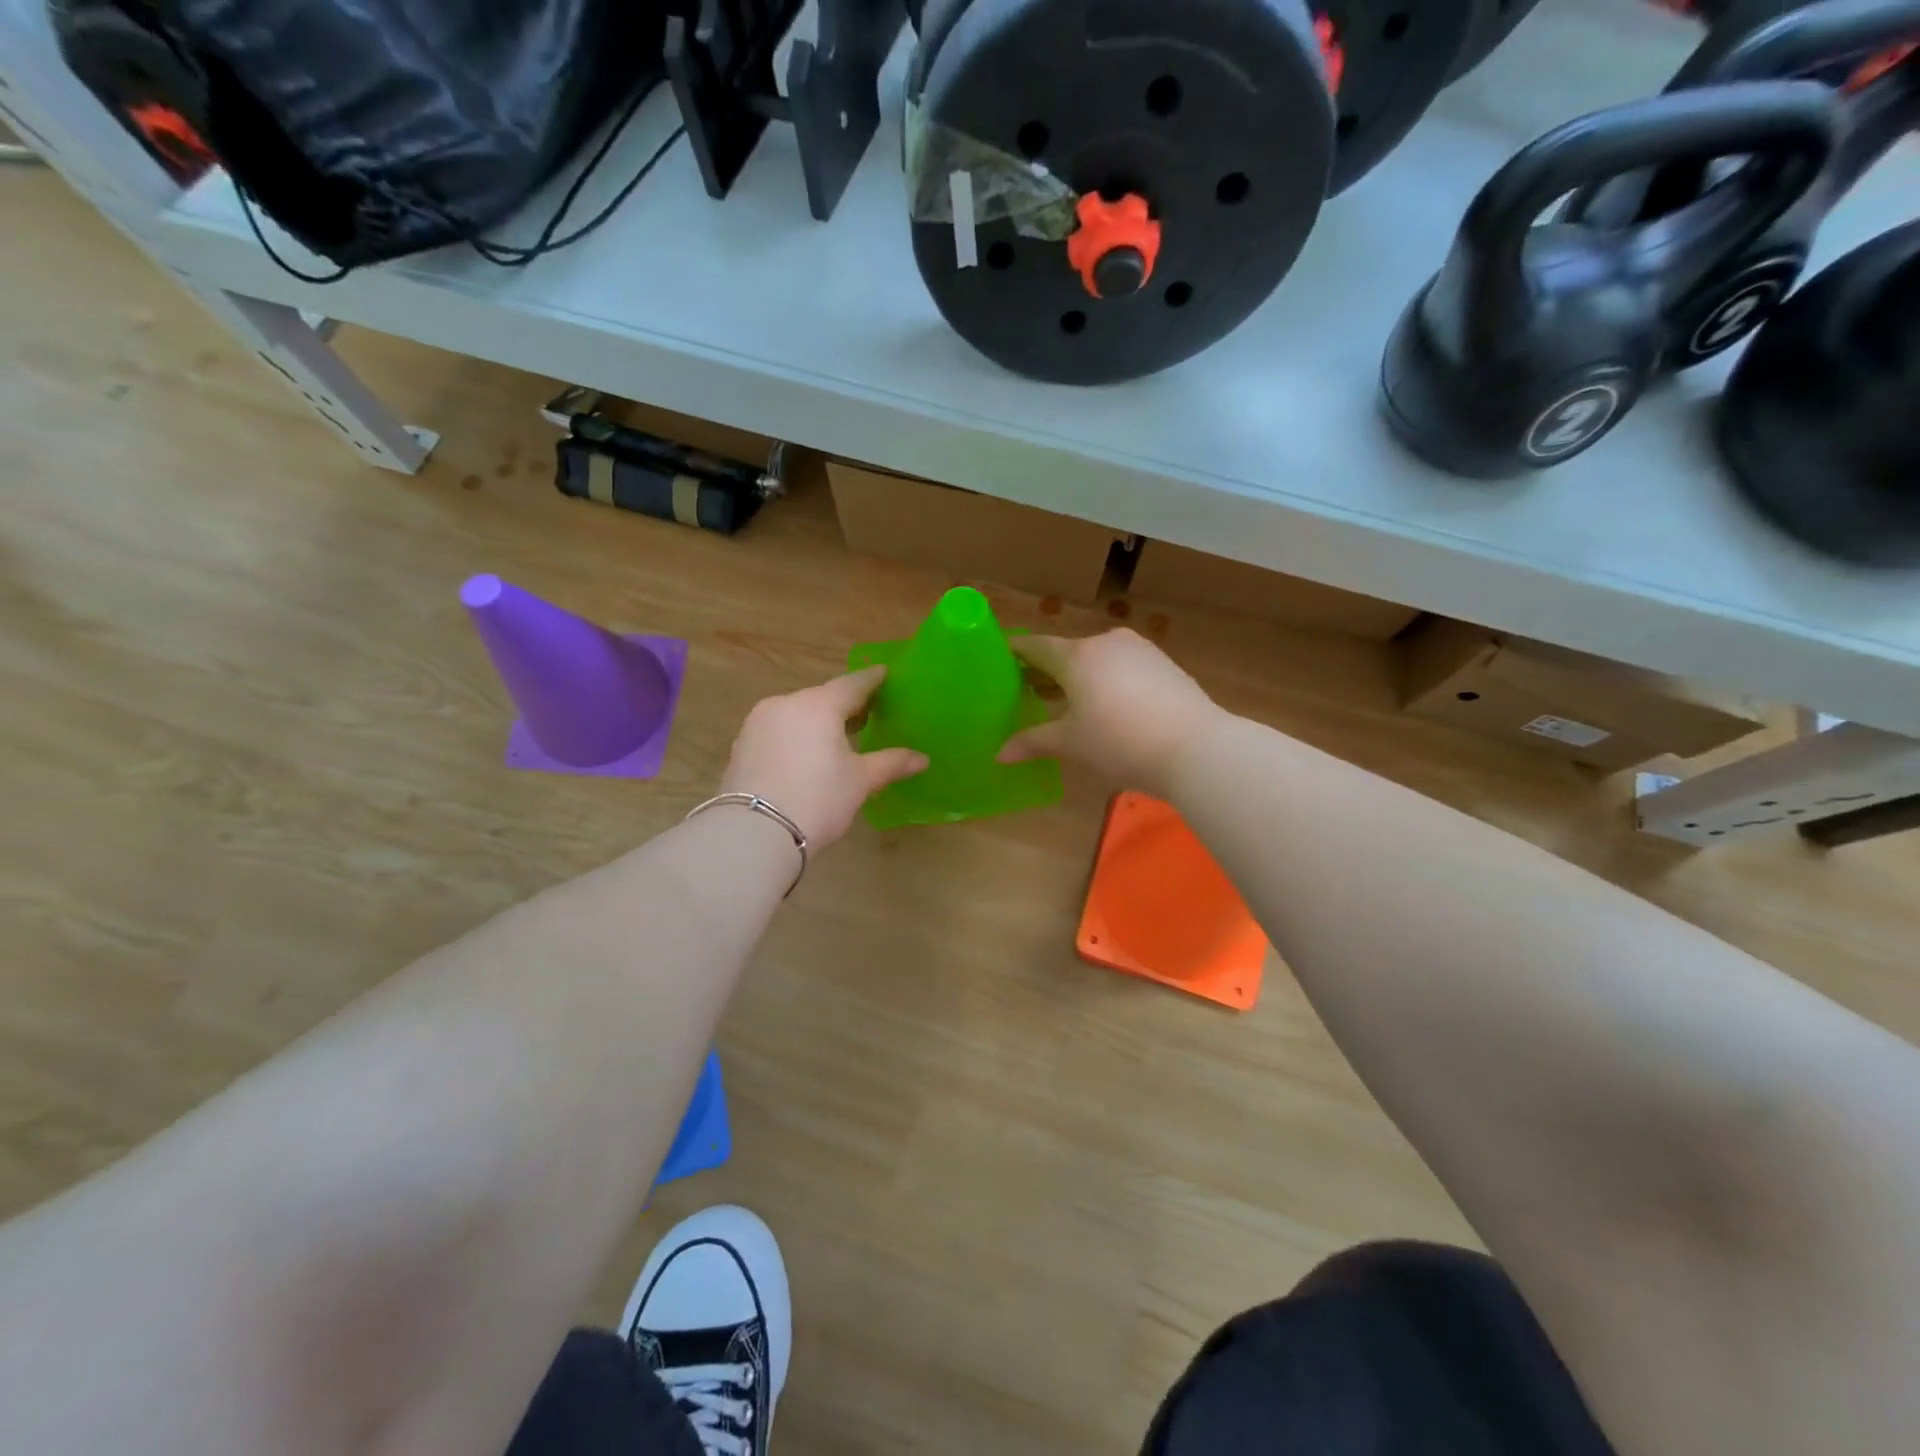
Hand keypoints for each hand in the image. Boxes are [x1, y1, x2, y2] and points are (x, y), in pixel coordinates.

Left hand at [719, 665, 927, 848]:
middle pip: (822, 698)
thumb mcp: (860, 781)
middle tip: (867, 714)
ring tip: (838, 738)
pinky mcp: (742, 746)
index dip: (872, 680)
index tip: (885, 675)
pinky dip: (796, 737)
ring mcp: (758, 724)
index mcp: (818, 705)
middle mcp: (785, 704)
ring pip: (797, 714)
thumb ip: (891, 763)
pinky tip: (807, 756)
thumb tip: (922, 759)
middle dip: (845, 705)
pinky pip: (778, 732)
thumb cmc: (817, 798)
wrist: (754, 833)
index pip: (852, 684)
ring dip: (818, 722)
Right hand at [999, 629, 1223, 792]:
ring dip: (1082, 676)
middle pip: (1069, 652)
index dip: (1017, 653)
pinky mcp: (1165, 665)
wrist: (1196, 748)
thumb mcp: (1071, 744)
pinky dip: (1110, 681)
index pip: (1037, 646)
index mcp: (1077, 655)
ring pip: (1100, 659)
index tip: (1002, 658)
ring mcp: (1141, 650)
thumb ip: (1033, 742)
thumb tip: (999, 755)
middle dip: (1049, 670)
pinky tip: (1110, 706)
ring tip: (1070, 702)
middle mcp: (1107, 642)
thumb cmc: (1119, 742)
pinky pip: (1125, 668)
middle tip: (1031, 690)